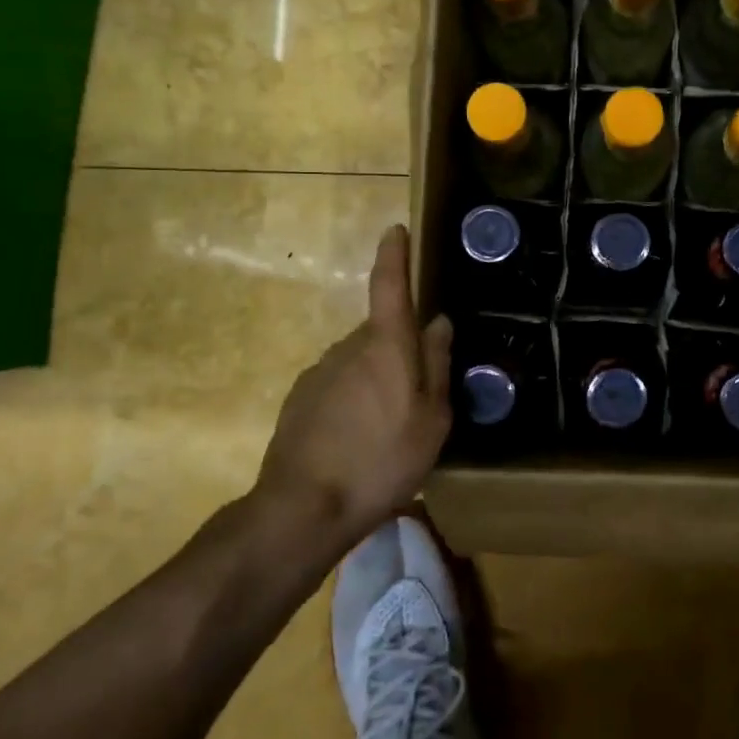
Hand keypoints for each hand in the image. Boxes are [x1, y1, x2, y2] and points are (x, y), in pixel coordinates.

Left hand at [253, 225, 453, 538]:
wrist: (303, 508)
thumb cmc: (382, 460)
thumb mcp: (431, 420)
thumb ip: (437, 365)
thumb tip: (438, 322)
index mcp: (385, 346)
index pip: (389, 286)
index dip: (394, 255)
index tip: (396, 230)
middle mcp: (348, 347)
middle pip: (381, 333)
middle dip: (401, 352)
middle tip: (419, 399)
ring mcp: (319, 372)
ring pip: (360, 362)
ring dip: (377, 382)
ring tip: (389, 431)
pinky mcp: (300, 398)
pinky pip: (338, 386)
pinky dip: (353, 402)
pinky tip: (358, 442)